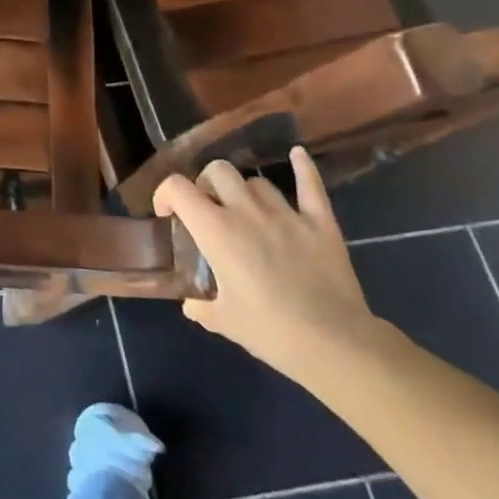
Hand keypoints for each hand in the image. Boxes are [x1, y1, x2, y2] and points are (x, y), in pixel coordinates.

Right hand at [153, 146, 375, 376]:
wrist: (334, 343)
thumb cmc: (271, 331)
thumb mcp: (223, 322)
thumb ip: (201, 307)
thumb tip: (192, 304)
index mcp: (216, 230)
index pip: (178, 188)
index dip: (165, 194)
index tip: (167, 214)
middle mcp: (246, 211)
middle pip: (218, 171)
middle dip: (206, 183)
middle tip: (208, 208)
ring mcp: (286, 213)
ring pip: (257, 181)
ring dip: (244, 191)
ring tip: (246, 210)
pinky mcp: (320, 222)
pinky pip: (310, 185)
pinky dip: (303, 167)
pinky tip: (297, 154)